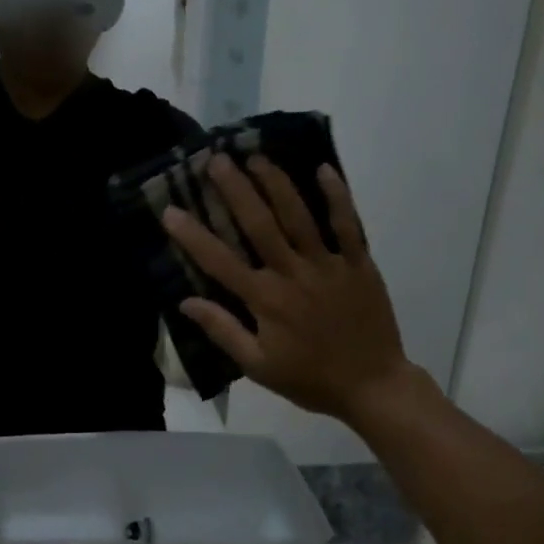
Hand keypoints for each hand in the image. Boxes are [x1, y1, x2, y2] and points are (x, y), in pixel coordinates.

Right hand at [162, 155, 432, 427]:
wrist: (373, 386)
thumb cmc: (309, 378)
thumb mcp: (258, 366)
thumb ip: (222, 330)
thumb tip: (186, 301)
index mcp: (265, 300)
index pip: (220, 261)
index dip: (193, 235)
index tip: (170, 209)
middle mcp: (293, 274)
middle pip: (260, 224)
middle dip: (236, 189)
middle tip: (217, 160)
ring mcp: (328, 265)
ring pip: (299, 216)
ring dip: (276, 183)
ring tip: (257, 157)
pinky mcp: (358, 264)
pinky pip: (348, 224)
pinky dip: (336, 196)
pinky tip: (323, 169)